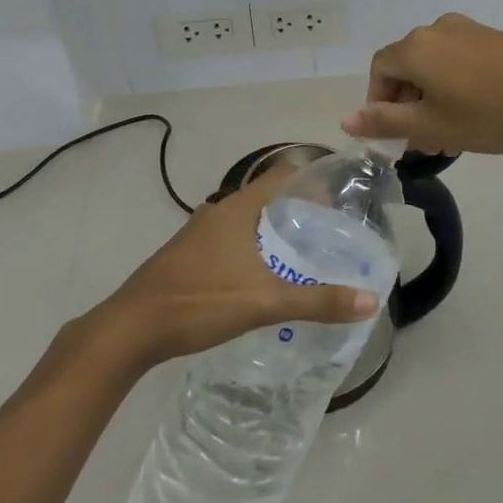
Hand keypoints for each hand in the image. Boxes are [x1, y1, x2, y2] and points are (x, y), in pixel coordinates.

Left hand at [86, 166, 378, 370]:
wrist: (131, 327)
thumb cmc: (200, 301)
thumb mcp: (265, 302)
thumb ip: (318, 301)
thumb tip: (370, 301)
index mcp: (239, 208)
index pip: (284, 175)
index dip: (313, 180)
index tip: (341, 197)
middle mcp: (220, 211)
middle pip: (268, 197)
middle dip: (299, 209)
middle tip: (331, 231)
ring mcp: (201, 232)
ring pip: (248, 220)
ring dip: (275, 230)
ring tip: (305, 253)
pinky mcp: (189, 254)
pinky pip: (232, 238)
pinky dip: (254, 246)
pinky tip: (265, 275)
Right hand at [340, 13, 502, 155]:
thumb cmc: (489, 113)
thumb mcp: (432, 126)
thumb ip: (386, 122)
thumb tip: (346, 120)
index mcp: (415, 47)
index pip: (379, 71)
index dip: (379, 105)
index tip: (395, 137)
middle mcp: (436, 30)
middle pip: (406, 67)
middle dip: (407, 106)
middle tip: (423, 143)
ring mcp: (468, 30)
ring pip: (434, 66)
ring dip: (432, 99)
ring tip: (451, 135)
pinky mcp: (493, 38)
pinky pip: (459, 61)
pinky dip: (455, 86)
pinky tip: (475, 114)